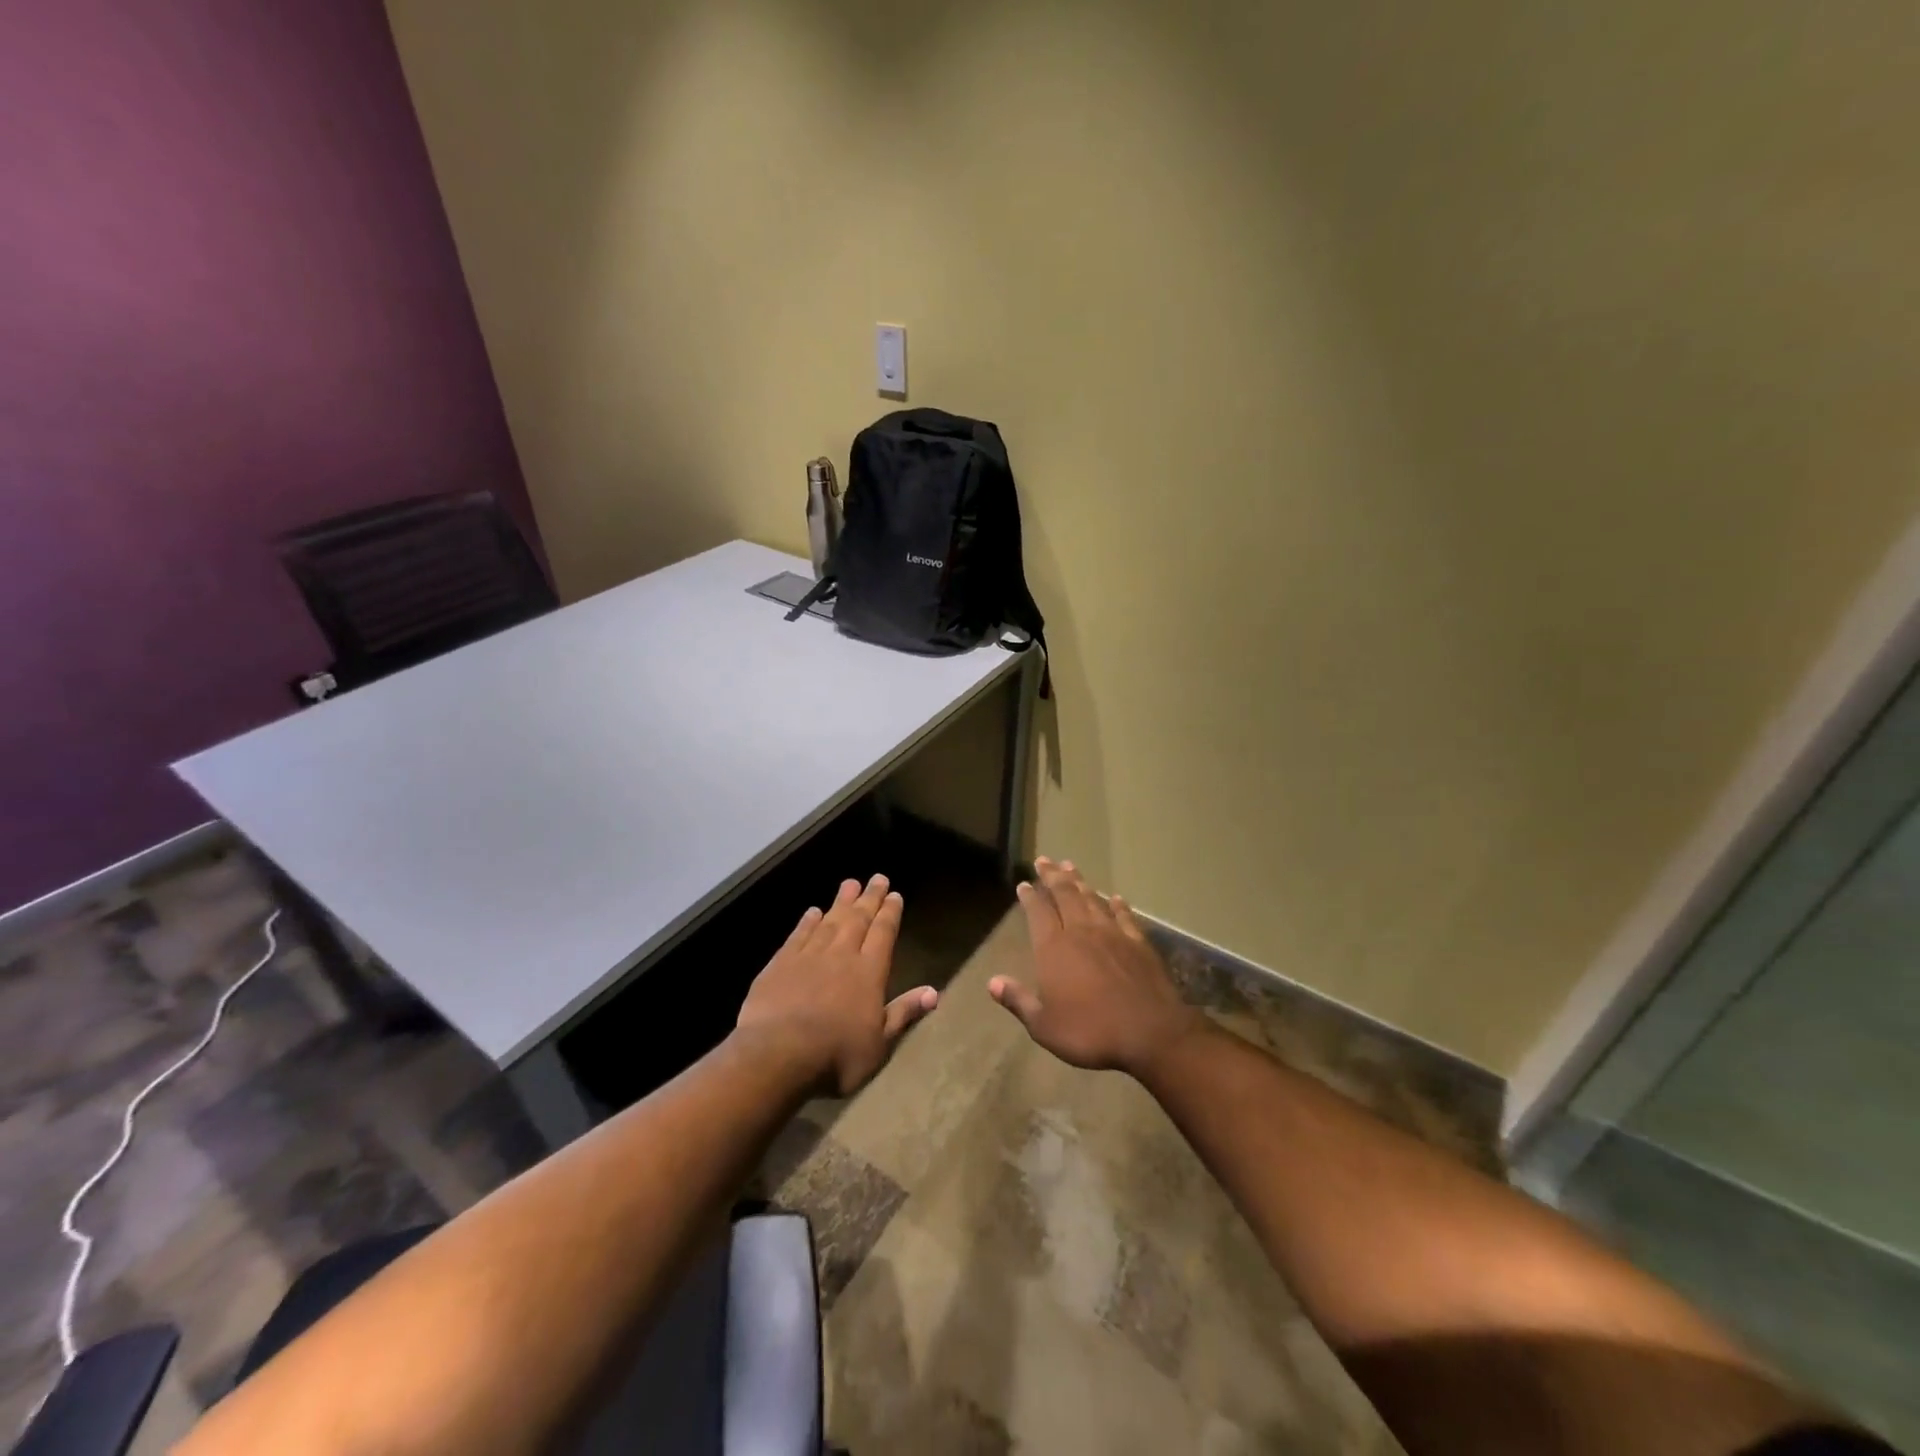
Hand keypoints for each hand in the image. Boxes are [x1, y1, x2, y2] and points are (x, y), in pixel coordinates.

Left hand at [735, 874, 937, 1095]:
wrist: (778, 1054)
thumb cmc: (836, 1056)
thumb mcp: (879, 1044)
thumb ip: (904, 1013)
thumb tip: (933, 992)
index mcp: (869, 972)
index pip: (883, 934)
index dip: (890, 913)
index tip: (895, 894)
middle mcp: (842, 955)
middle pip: (858, 920)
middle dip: (870, 898)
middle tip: (877, 878)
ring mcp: (809, 956)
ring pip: (830, 920)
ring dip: (841, 902)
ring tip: (850, 883)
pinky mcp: (781, 963)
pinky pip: (799, 935)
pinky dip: (807, 921)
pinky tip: (812, 911)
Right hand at [991, 857, 1206, 1077]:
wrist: (1150, 1033)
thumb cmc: (1091, 1032)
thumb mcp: (1044, 1026)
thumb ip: (1019, 1001)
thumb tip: (992, 982)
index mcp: (1054, 948)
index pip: (1038, 912)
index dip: (1029, 896)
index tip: (1024, 883)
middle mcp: (1081, 932)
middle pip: (1065, 895)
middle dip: (1052, 876)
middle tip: (1044, 860)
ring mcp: (1113, 934)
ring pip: (1092, 900)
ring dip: (1080, 882)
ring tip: (1071, 867)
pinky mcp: (1138, 943)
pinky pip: (1125, 917)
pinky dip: (1118, 905)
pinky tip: (1116, 898)